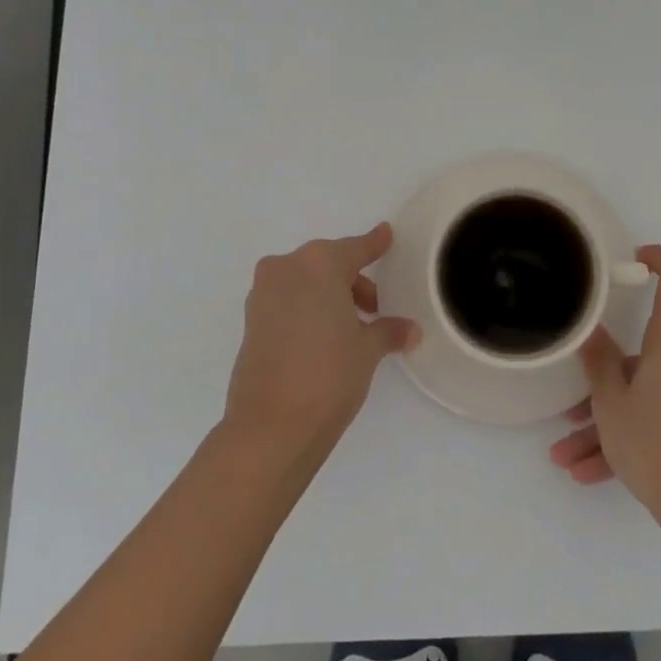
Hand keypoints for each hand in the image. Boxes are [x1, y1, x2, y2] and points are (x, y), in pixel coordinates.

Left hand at [222, 223, 418, 464]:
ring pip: (305, 282)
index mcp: (319, 264)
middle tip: (375, 309)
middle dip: (353, 281)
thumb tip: (410, 330)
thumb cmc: (329, 375)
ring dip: (328, 296)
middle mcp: (287, 268)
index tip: (386, 233)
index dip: (374, 244)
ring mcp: (263, 293)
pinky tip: (324, 337)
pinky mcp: (250, 320)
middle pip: (328, 264)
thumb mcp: (367, 350)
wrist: (270, 427)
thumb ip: (388, 331)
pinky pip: (288, 300)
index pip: (356, 248)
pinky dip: (307, 309)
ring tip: (351, 329)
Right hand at [549, 245, 660, 529]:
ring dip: (605, 421)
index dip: (658, 259)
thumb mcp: (611, 403)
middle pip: (642, 353)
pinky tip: (589, 473)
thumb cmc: (655, 444)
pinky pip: (656, 416)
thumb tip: (592, 331)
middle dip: (602, 382)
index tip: (633, 260)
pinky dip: (626, 436)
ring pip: (643, 392)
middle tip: (569, 412)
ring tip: (567, 457)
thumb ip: (599, 361)